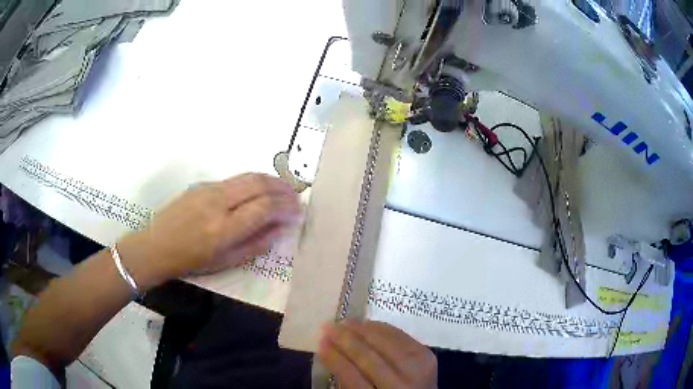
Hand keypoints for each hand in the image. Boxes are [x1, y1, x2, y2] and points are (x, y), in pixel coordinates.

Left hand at [118, 173, 300, 288]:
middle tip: (296, 196)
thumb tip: (280, 229)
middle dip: (282, 188)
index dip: (285, 207)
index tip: (298, 211)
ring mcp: (209, 189)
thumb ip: (255, 244)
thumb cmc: (191, 260)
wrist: (157, 245)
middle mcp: (218, 203)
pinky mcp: (202, 184)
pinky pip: (235, 179)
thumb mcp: (226, 261)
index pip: (264, 208)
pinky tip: (259, 189)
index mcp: (224, 229)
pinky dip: (253, 181)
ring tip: (284, 187)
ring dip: (270, 180)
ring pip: (247, 176)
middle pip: (258, 184)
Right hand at [319, 320, 437, 388]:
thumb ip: (348, 381)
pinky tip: (368, 323)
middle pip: (371, 359)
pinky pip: (402, 336)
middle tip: (328, 326)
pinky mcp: (427, 355)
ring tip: (346, 321)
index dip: (335, 359)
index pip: (353, 378)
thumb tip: (332, 352)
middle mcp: (403, 385)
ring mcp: (419, 369)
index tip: (320, 343)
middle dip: (346, 340)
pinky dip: (383, 328)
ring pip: (387, 344)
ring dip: (363, 330)